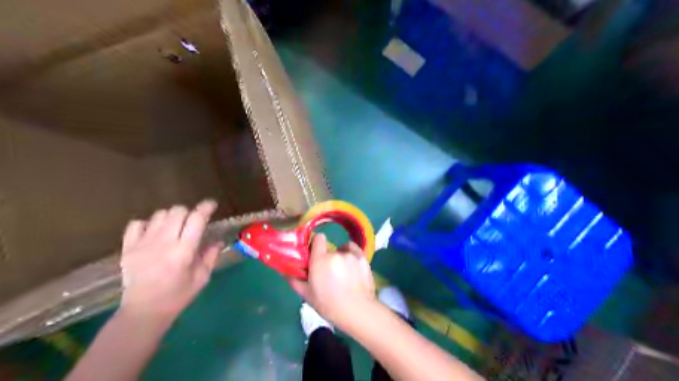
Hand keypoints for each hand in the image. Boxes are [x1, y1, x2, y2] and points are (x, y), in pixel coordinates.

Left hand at [117, 200, 221, 322]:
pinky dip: (148, 224)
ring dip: (171, 217)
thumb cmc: (178, 296)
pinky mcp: (128, 248)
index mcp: (184, 251)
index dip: (206, 208)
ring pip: (159, 214)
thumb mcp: (202, 277)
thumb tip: (218, 240)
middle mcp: (163, 243)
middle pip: (177, 211)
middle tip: (193, 222)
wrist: (143, 312)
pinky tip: (154, 233)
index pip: (196, 219)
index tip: (212, 204)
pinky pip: (137, 224)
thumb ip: (211, 256)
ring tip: (175, 227)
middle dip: (189, 212)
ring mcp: (143, 244)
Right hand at [285, 235, 372, 326]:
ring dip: (341, 258)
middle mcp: (335, 253)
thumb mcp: (307, 295)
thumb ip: (295, 281)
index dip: (316, 244)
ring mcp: (351, 255)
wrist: (357, 311)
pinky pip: (354, 249)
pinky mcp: (363, 258)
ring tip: (344, 273)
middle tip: (329, 272)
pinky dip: (351, 254)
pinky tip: (352, 266)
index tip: (315, 254)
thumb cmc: (328, 305)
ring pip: (342, 251)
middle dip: (328, 258)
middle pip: (330, 250)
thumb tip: (285, 272)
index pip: (318, 238)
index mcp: (320, 260)